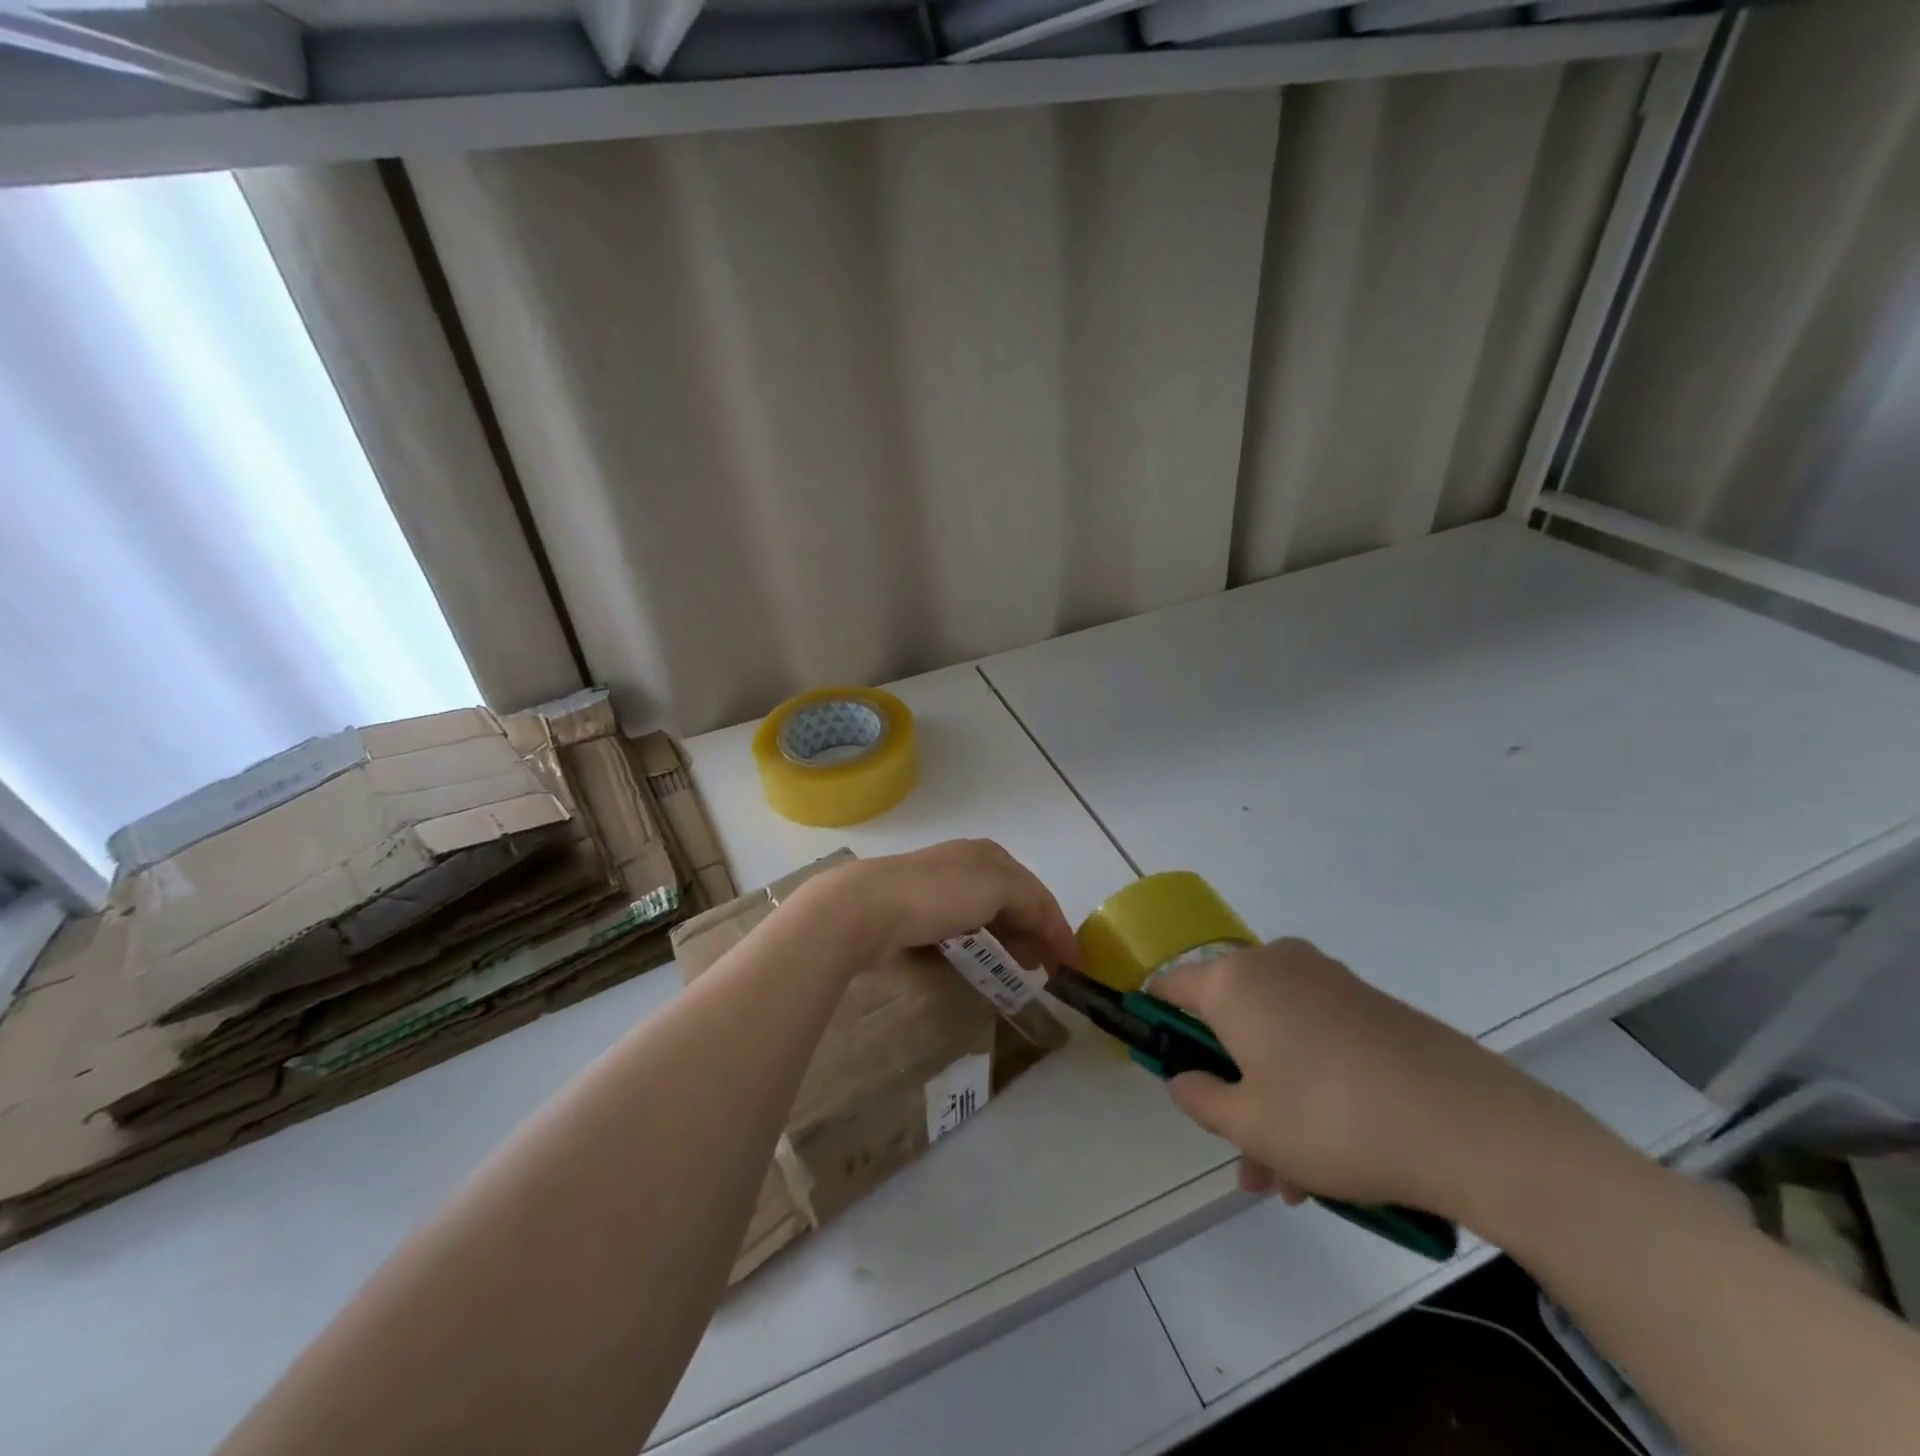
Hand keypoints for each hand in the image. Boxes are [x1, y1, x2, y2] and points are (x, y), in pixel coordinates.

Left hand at [794, 840, 1079, 975]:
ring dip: (1008, 940)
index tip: (1074, 964)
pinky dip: (977, 946)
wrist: (867, 907)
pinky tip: (978, 963)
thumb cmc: (939, 894)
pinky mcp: (914, 914)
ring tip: (1021, 969)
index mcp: (989, 856)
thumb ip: (1031, 902)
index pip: (1036, 892)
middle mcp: (965, 866)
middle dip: (1035, 933)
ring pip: (986, 917)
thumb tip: (1046, 925)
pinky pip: (958, 931)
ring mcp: (937, 889)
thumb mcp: (998, 886)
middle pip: (1013, 902)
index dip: (1058, 927)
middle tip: (1049, 970)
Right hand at [1152, 940, 1590, 1227]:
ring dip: (1272, 1099)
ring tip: (1291, 1180)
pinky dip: (1310, 1083)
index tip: (1162, 1062)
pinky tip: (1330, 1154)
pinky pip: (1316, 1037)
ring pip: (1276, 1037)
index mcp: (1234, 981)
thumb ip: (1201, 1099)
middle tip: (1242, 1154)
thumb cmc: (1333, 1119)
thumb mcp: (1251, 1125)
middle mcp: (1275, 965)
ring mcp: (1327, 980)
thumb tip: (1183, 1078)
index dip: (1157, 1021)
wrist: (1470, 1124)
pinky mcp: (1369, 1003)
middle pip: (1229, 1020)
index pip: (1171, 985)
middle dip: (1229, 1086)